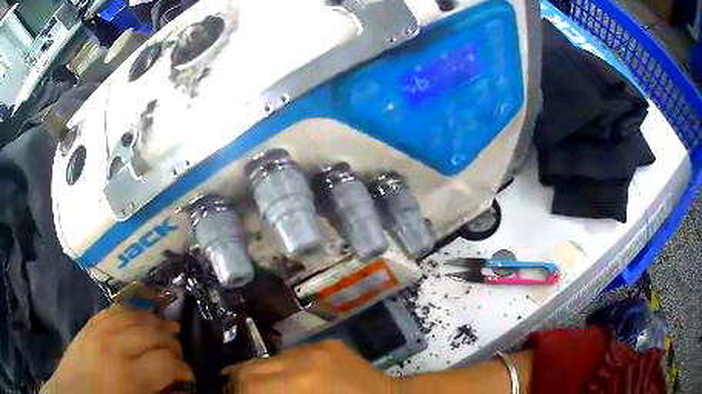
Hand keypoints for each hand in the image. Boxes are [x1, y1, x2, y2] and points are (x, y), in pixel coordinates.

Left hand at [43, 305, 193, 393]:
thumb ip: (158, 392)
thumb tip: (177, 382)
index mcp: (127, 374)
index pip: (166, 361)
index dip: (183, 368)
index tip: (187, 376)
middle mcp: (114, 345)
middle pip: (152, 332)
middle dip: (171, 342)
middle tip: (178, 352)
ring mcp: (99, 329)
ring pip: (134, 315)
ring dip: (154, 321)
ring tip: (165, 328)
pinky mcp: (90, 323)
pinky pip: (115, 310)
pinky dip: (132, 311)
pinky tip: (140, 316)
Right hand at [223, 340, 393, 393]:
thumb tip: (249, 391)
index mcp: (301, 384)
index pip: (250, 383)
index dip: (234, 391)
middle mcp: (304, 358)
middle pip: (253, 366)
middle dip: (238, 381)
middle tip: (233, 390)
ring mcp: (316, 347)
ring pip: (269, 358)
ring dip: (257, 372)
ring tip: (251, 384)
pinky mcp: (326, 343)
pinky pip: (291, 354)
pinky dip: (279, 366)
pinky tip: (280, 376)